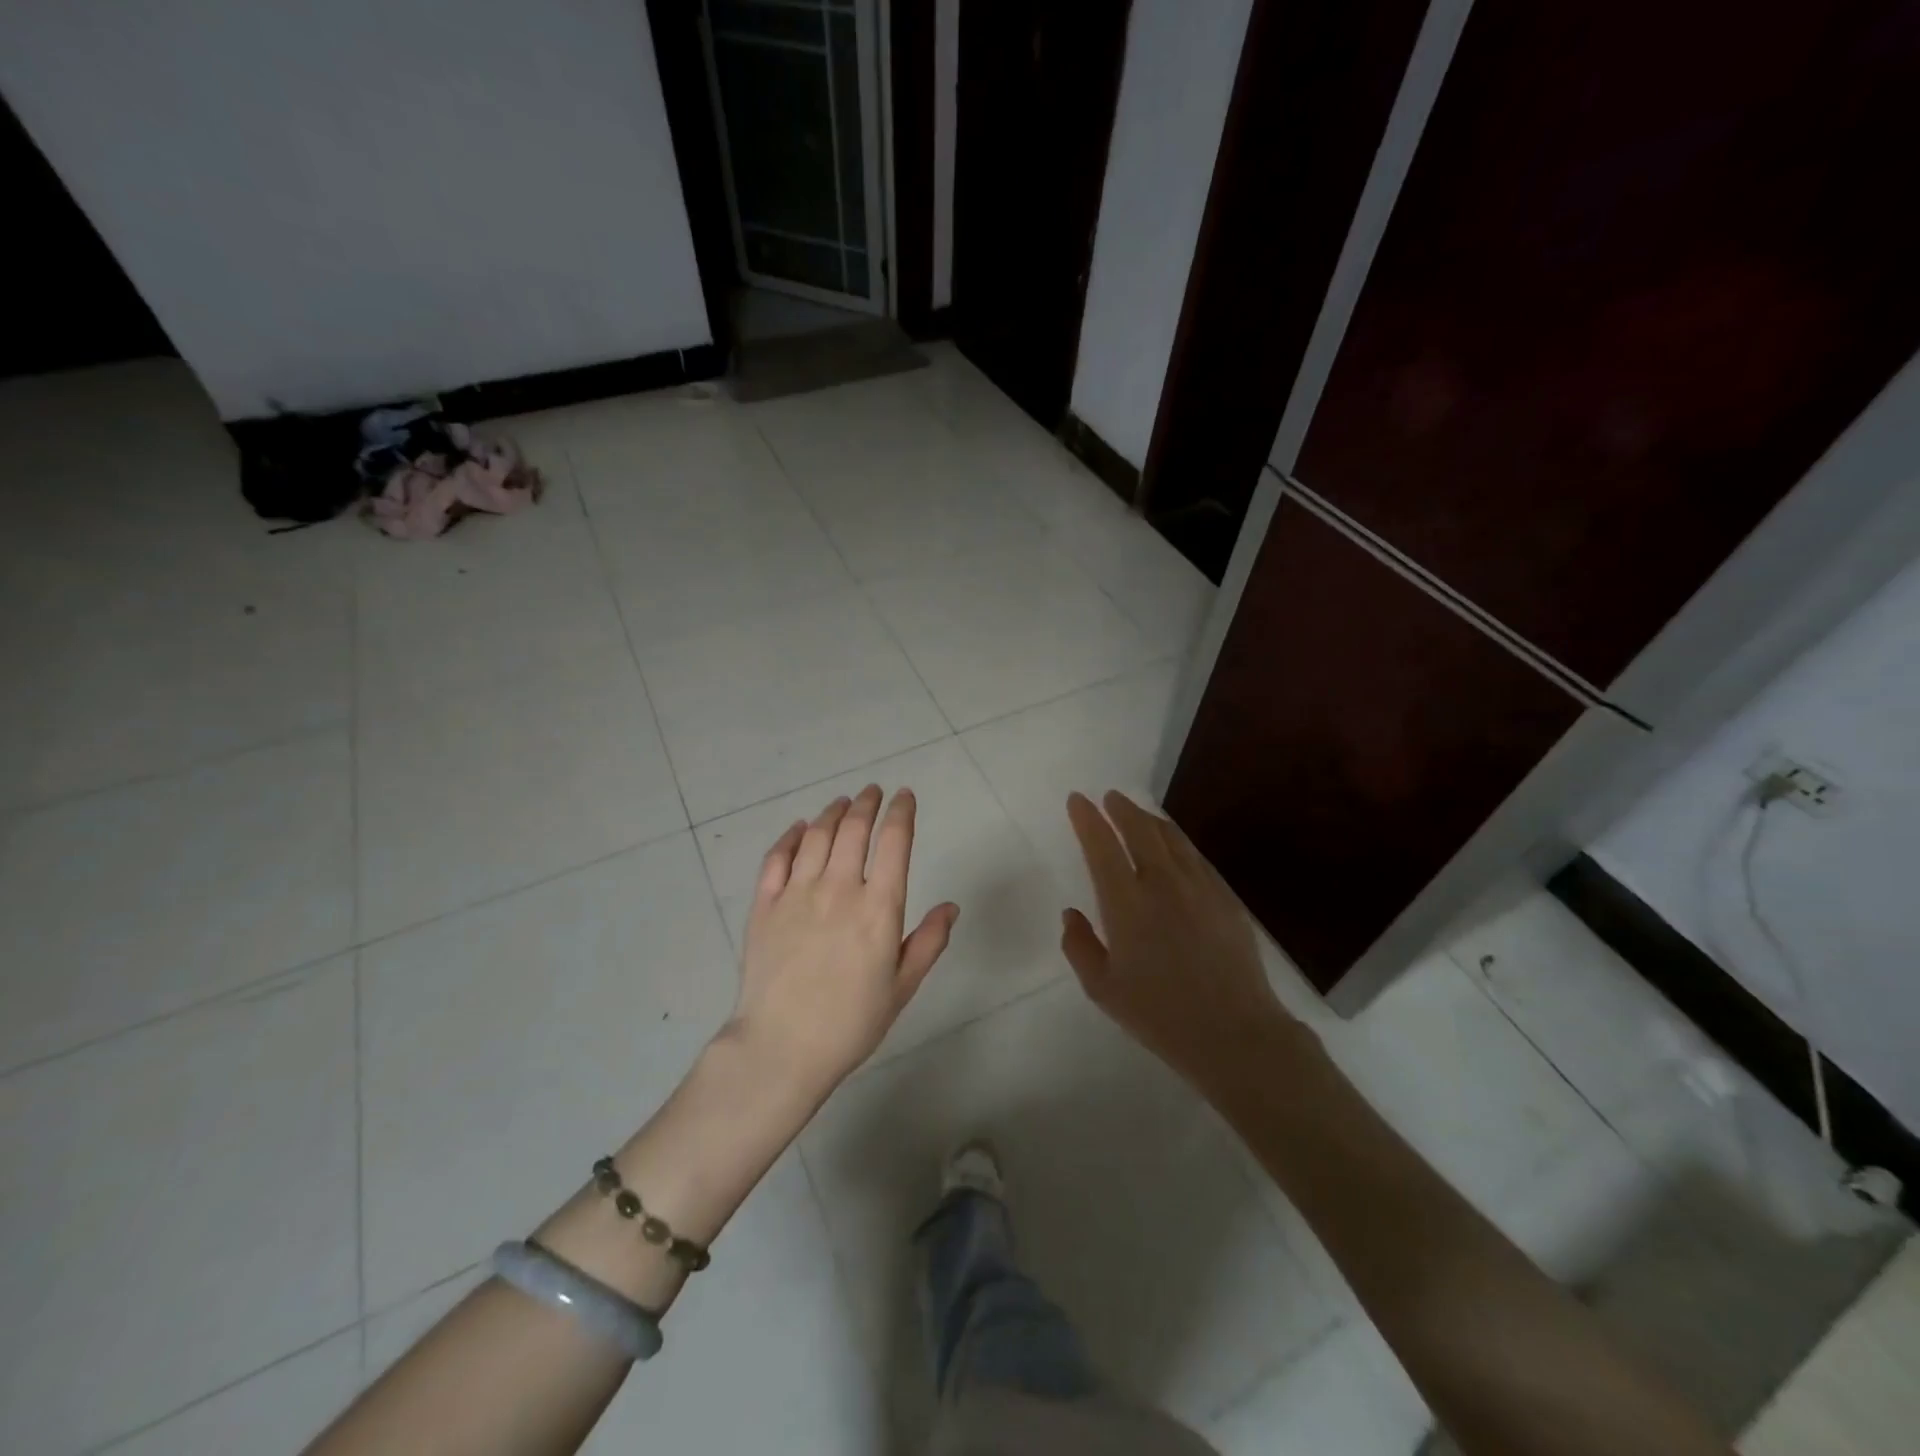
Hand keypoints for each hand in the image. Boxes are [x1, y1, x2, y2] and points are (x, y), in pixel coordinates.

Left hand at [729, 785, 958, 1097]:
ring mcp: (797, 893)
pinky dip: (791, 837)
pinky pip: (777, 858)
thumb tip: (951, 906)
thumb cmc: (851, 1022)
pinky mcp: (764, 904)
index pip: (894, 842)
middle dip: (867, 803)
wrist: (782, 1047)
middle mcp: (839, 888)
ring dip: (833, 812)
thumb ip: (929, 942)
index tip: (905, 796)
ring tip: (842, 803)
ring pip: (817, 836)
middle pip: (854, 829)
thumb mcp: (902, 987)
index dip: (902, 813)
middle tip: (873, 792)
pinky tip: (799, 829)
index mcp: (879, 908)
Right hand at [1062, 791, 1291, 1087]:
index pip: (1102, 846)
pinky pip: (1196, 857)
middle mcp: (1162, 884)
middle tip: (1109, 798)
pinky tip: (1174, 847)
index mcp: (1126, 903)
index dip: (1087, 819)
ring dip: (1150, 820)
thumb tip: (1071, 914)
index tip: (1078, 800)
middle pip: (1140, 829)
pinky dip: (1177, 842)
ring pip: (1172, 838)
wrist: (1234, 1033)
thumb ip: (1079, 946)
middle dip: (1121, 809)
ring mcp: (1199, 887)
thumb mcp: (1102, 989)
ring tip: (1138, 814)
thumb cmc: (1159, 1015)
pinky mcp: (1225, 898)